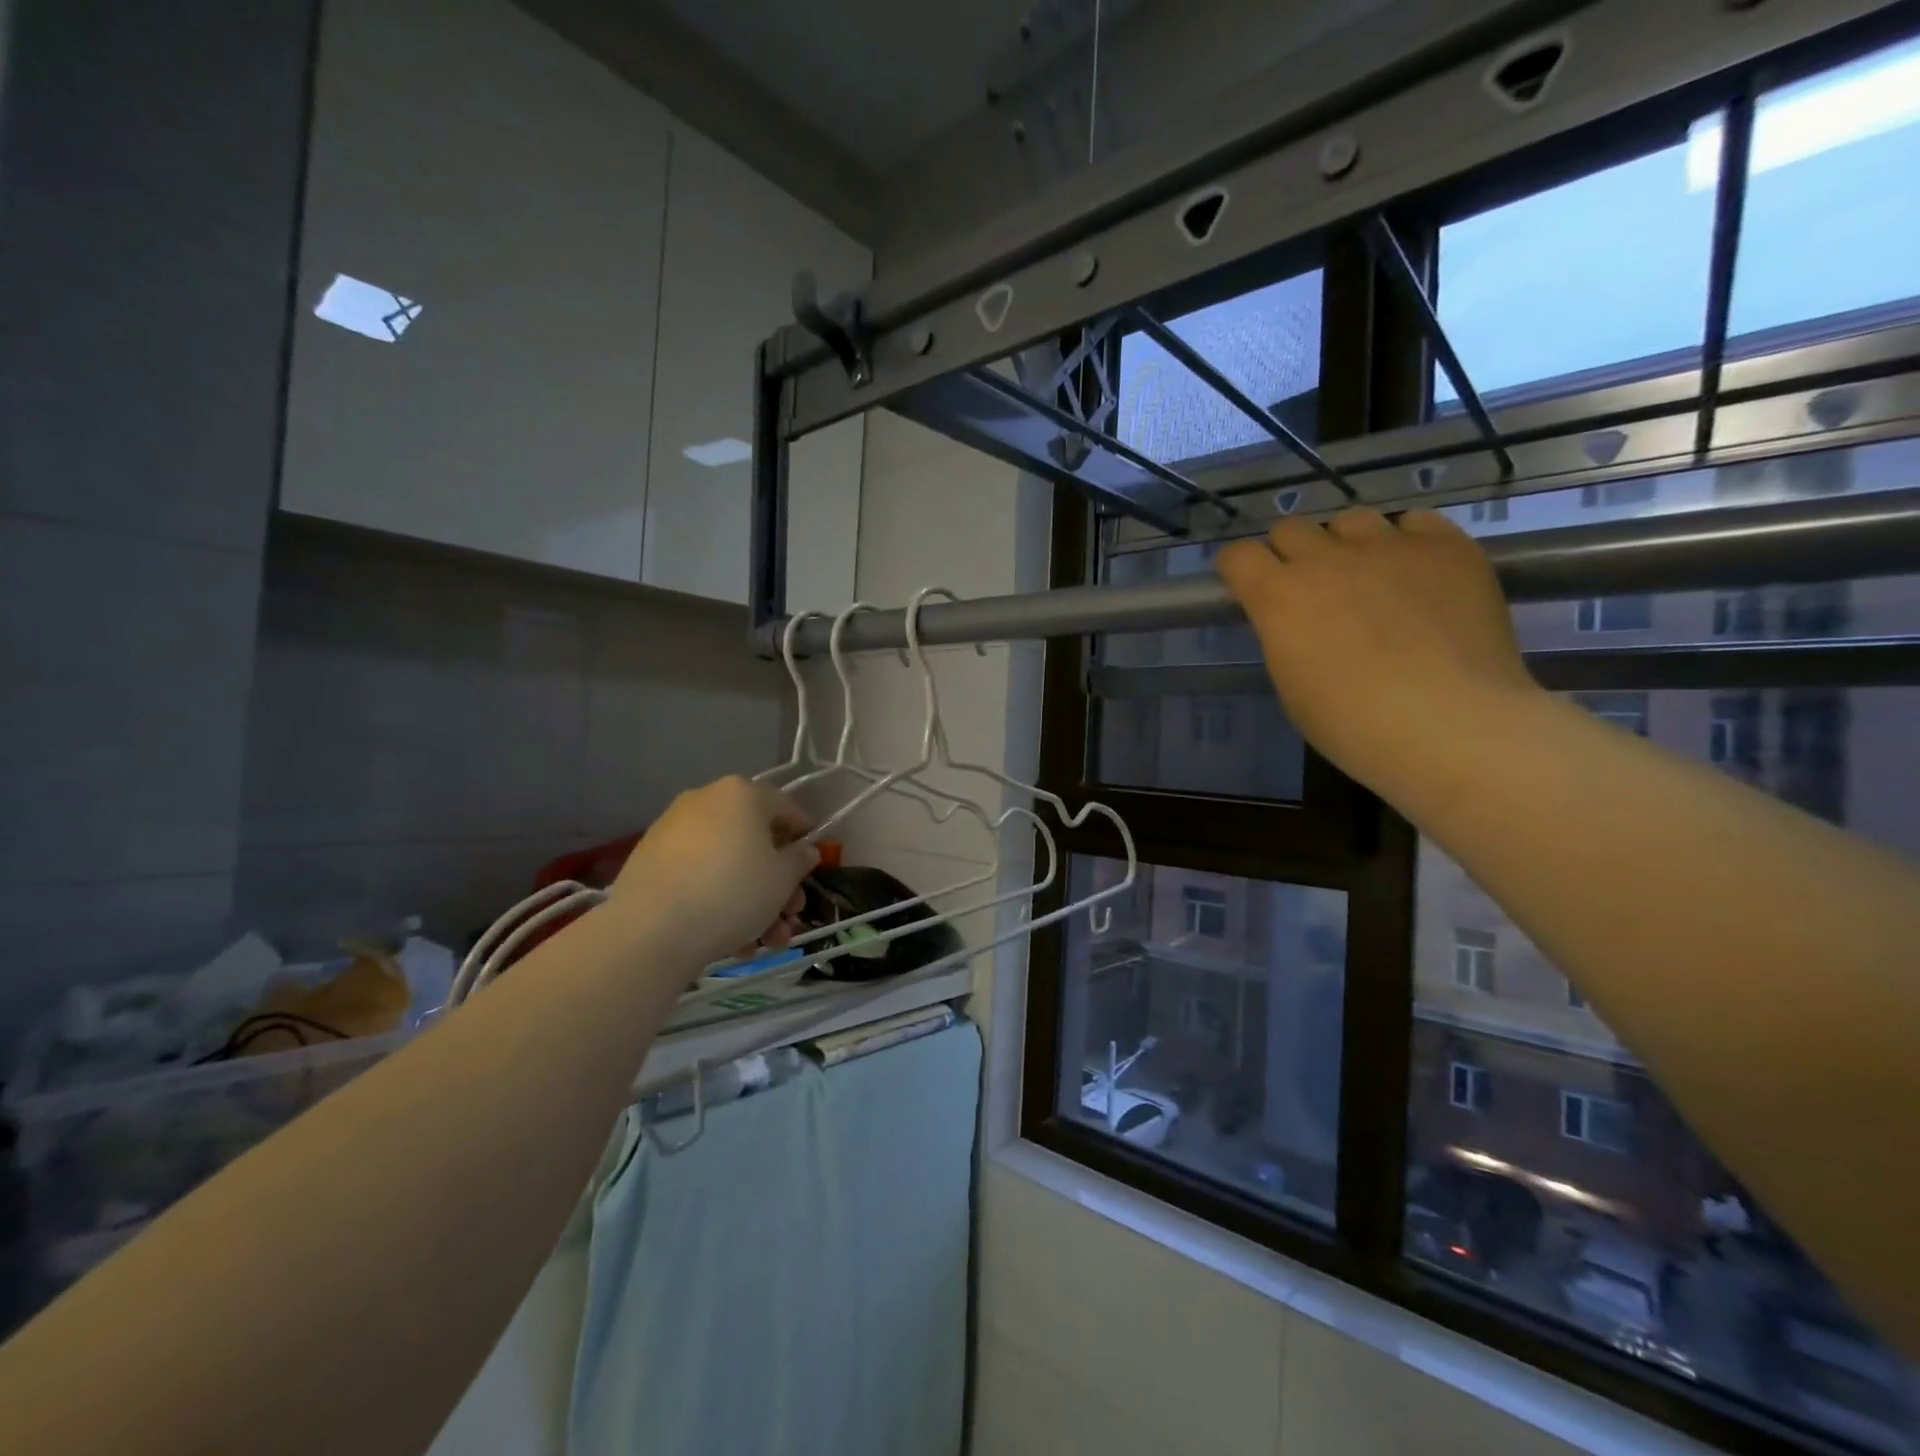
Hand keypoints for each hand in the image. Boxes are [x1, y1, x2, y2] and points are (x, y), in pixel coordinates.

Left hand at [608, 776, 818, 968]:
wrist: (652, 929)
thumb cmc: (733, 891)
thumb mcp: (783, 878)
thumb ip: (800, 860)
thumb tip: (804, 850)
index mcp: (741, 793)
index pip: (785, 808)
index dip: (804, 838)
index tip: (813, 867)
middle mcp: (705, 801)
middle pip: (754, 841)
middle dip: (778, 884)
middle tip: (790, 916)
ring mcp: (673, 830)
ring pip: (727, 864)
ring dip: (752, 902)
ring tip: (764, 944)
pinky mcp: (650, 862)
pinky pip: (698, 877)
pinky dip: (718, 902)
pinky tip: (731, 942)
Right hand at [1216, 508, 1536, 795]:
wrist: (1448, 723)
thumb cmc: (1351, 723)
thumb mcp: (1291, 685)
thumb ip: (1286, 637)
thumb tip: (1298, 623)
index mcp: (1279, 596)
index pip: (1239, 555)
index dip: (1239, 568)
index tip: (1247, 585)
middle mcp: (1326, 559)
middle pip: (1291, 529)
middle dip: (1291, 553)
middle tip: (1309, 588)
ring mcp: (1388, 546)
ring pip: (1351, 520)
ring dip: (1347, 543)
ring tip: (1368, 576)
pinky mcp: (1446, 547)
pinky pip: (1416, 522)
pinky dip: (1407, 540)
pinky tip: (1417, 571)